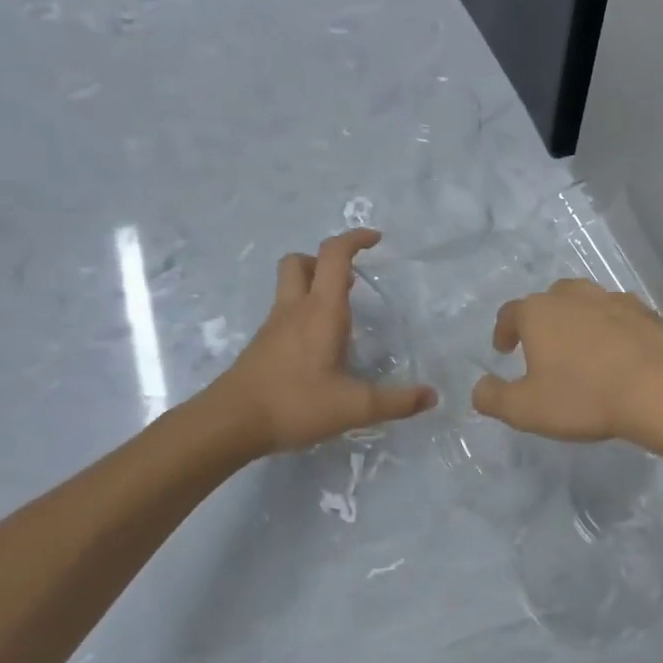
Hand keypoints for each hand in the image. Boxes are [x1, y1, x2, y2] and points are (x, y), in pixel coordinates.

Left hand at [215, 229, 436, 454]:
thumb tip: (432, 396)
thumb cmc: (295, 404)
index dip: (355, 239)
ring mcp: (273, 327)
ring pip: (289, 286)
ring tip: (340, 314)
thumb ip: (397, 402)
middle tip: (351, 280)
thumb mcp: (355, 407)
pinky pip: (284, 313)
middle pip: (301, 261)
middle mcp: (295, 310)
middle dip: (326, 260)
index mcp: (321, 311)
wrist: (231, 423)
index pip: (335, 255)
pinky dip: (303, 314)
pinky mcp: (262, 346)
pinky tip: (318, 347)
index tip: (376, 240)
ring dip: (314, 285)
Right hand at [470, 279, 662, 443]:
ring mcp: (614, 300)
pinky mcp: (647, 313)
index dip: (503, 331)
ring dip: (578, 321)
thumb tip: (479, 388)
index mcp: (539, 312)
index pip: (510, 313)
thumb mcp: (526, 409)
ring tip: (580, 348)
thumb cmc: (584, 397)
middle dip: (542, 320)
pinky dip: (612, 329)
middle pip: (550, 300)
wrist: (660, 390)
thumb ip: (494, 398)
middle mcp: (574, 296)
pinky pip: (619, 316)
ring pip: (587, 303)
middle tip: (542, 347)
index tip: (504, 349)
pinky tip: (617, 353)